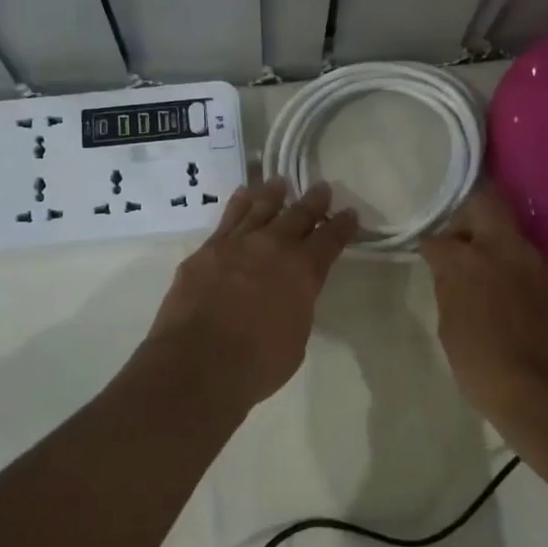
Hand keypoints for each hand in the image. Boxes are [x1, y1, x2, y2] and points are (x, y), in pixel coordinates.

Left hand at [138, 178, 357, 413]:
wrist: (198, 363)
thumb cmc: (257, 363)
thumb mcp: (295, 339)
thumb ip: (296, 307)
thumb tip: (290, 295)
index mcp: (302, 272)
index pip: (329, 241)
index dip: (342, 226)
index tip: (349, 213)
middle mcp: (272, 249)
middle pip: (297, 216)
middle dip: (312, 202)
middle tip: (321, 188)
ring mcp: (235, 245)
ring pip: (259, 209)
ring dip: (272, 195)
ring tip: (279, 183)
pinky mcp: (205, 251)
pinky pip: (227, 219)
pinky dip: (238, 204)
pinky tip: (241, 196)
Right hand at [419, 186, 547, 432]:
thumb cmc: (486, 369)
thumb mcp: (451, 330)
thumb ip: (450, 291)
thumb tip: (451, 274)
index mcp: (466, 261)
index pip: (438, 238)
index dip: (431, 248)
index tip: (430, 258)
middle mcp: (505, 249)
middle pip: (485, 203)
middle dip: (468, 216)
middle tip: (462, 243)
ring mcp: (541, 262)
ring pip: (515, 238)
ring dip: (501, 251)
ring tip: (496, 281)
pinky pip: (539, 267)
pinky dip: (527, 277)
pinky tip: (525, 304)